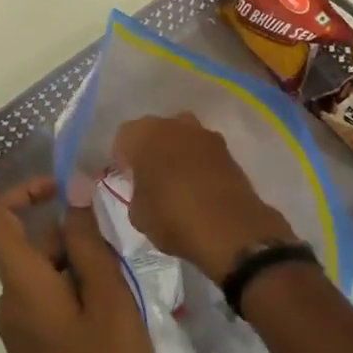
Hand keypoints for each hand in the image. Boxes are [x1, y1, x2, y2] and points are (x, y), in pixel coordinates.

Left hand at [0, 177, 158, 352]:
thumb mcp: (110, 302)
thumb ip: (89, 244)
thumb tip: (73, 193)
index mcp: (21, 288)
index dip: (24, 189)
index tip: (67, 190)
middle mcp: (10, 304)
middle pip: (32, 245)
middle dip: (75, 238)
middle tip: (122, 262)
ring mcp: (21, 331)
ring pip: (48, 273)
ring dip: (84, 268)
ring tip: (125, 297)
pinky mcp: (35, 351)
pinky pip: (51, 301)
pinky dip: (81, 293)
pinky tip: (115, 322)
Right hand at [112, 114, 296, 281]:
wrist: (229, 228)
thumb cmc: (172, 217)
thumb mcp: (137, 213)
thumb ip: (135, 192)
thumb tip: (143, 189)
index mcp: (144, 134)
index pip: (124, 136)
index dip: (123, 157)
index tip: (127, 178)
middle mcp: (174, 124)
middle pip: (156, 131)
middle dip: (151, 149)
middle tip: (150, 177)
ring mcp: (204, 134)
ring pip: (182, 137)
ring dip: (178, 152)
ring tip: (177, 182)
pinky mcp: (228, 149)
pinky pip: (204, 151)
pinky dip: (199, 163)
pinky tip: (199, 187)